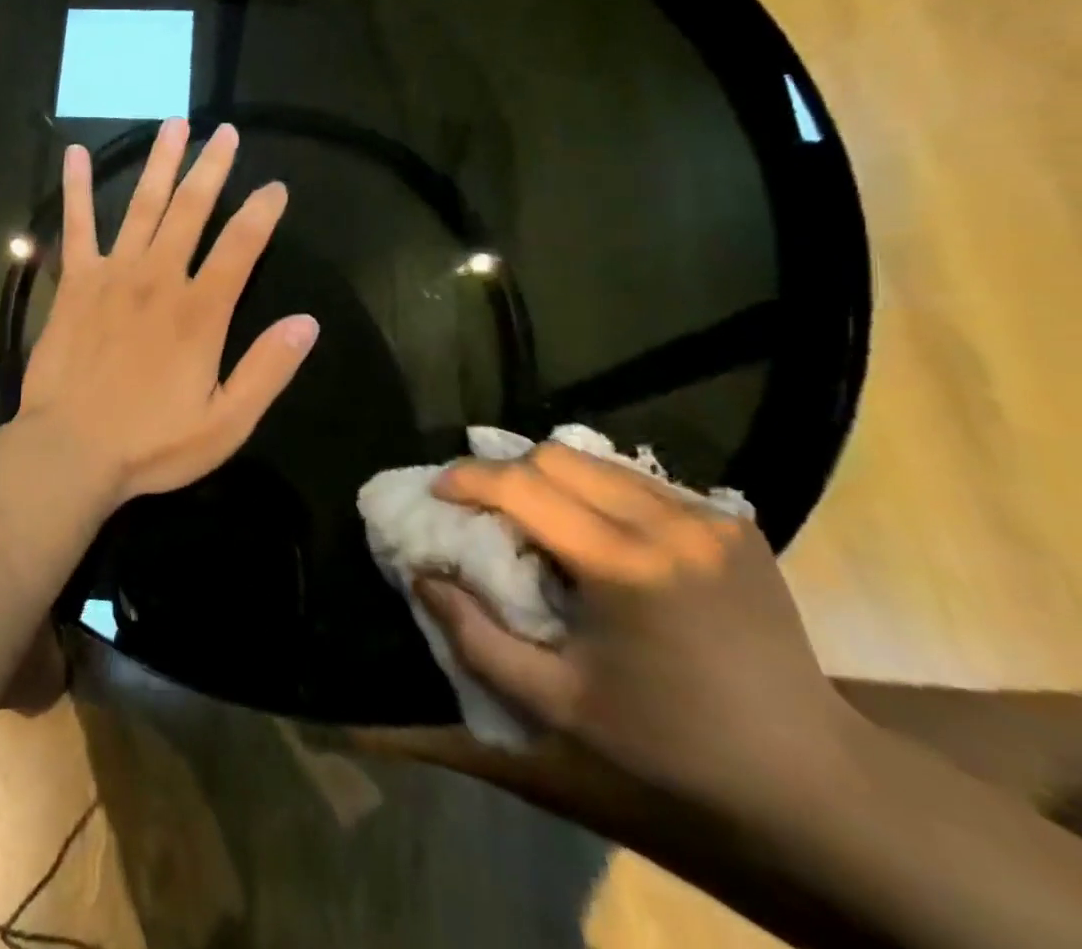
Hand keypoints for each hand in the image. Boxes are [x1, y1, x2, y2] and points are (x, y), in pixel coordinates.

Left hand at [17, 118, 318, 501]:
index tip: (275, 187)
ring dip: (160, 163)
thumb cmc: (151, 443)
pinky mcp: (74, 282)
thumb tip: (307, 322)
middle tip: (224, 131)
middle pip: (191, 210)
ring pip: (141, 206)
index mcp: (200, 311)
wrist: (69, 450)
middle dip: (212, 167)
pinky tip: (74, 154)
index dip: (262, 212)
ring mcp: (112, 275)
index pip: (240, 246)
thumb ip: (267, 370)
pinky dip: (75, 189)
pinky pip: (76, 226)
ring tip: (174, 124)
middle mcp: (158, 279)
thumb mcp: (226, 423)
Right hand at [416, 443, 852, 814]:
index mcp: (625, 565)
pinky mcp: (732, 522)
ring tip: (533, 513)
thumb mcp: (558, 704)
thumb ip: (476, 637)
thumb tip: (422, 577)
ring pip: (597, 460)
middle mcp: (669, 523)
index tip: (438, 492)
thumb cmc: (672, 745)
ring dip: (550, 476)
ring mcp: (708, 517)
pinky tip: (594, 528)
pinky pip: (639, 480)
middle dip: (505, 471)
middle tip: (482, 506)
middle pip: (557, 456)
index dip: (468, 479)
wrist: (813, 779)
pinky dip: (596, 489)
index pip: (522, 484)